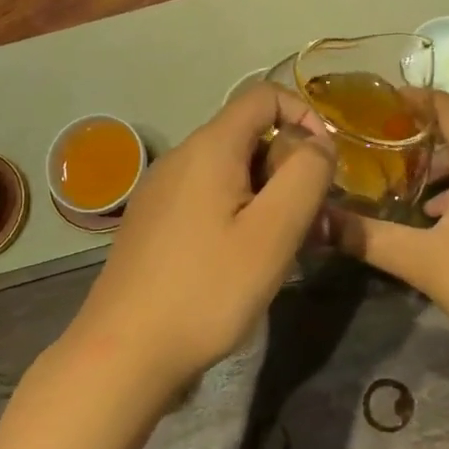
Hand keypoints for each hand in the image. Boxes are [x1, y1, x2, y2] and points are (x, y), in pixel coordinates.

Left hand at [64, 86, 334, 394]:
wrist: (123, 353)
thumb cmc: (206, 290)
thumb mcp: (273, 233)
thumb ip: (305, 176)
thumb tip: (318, 145)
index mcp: (209, 147)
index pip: (264, 95)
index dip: (304, 115)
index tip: (325, 165)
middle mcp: (180, 157)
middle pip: (249, 135)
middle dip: (288, 167)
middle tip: (310, 222)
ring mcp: (161, 190)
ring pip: (231, 170)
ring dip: (267, 195)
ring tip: (281, 247)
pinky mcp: (154, 221)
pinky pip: (208, 197)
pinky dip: (238, 212)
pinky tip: (242, 261)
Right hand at [331, 93, 448, 364]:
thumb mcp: (423, 261)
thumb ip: (368, 237)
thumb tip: (318, 220)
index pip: (447, 106)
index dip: (412, 99)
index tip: (378, 105)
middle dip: (420, 137)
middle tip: (380, 149)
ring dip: (442, 167)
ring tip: (405, 189)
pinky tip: (441, 221)